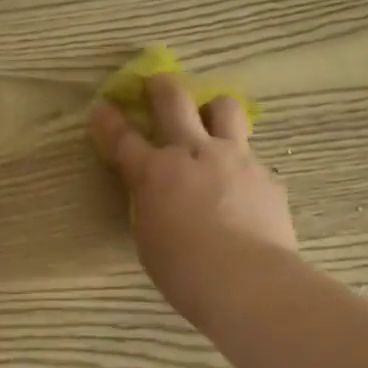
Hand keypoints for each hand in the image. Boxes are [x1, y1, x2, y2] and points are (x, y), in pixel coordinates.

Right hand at [90, 74, 296, 327]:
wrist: (249, 282)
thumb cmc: (185, 271)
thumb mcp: (149, 238)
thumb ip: (151, 206)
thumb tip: (158, 197)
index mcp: (154, 173)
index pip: (123, 137)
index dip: (108, 121)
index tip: (101, 108)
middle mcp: (193, 153)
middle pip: (174, 101)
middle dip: (160, 87)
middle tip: (156, 85)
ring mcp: (234, 158)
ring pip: (225, 109)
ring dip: (213, 110)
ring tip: (211, 122)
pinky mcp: (266, 175)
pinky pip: (252, 157)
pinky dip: (241, 165)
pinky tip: (243, 189)